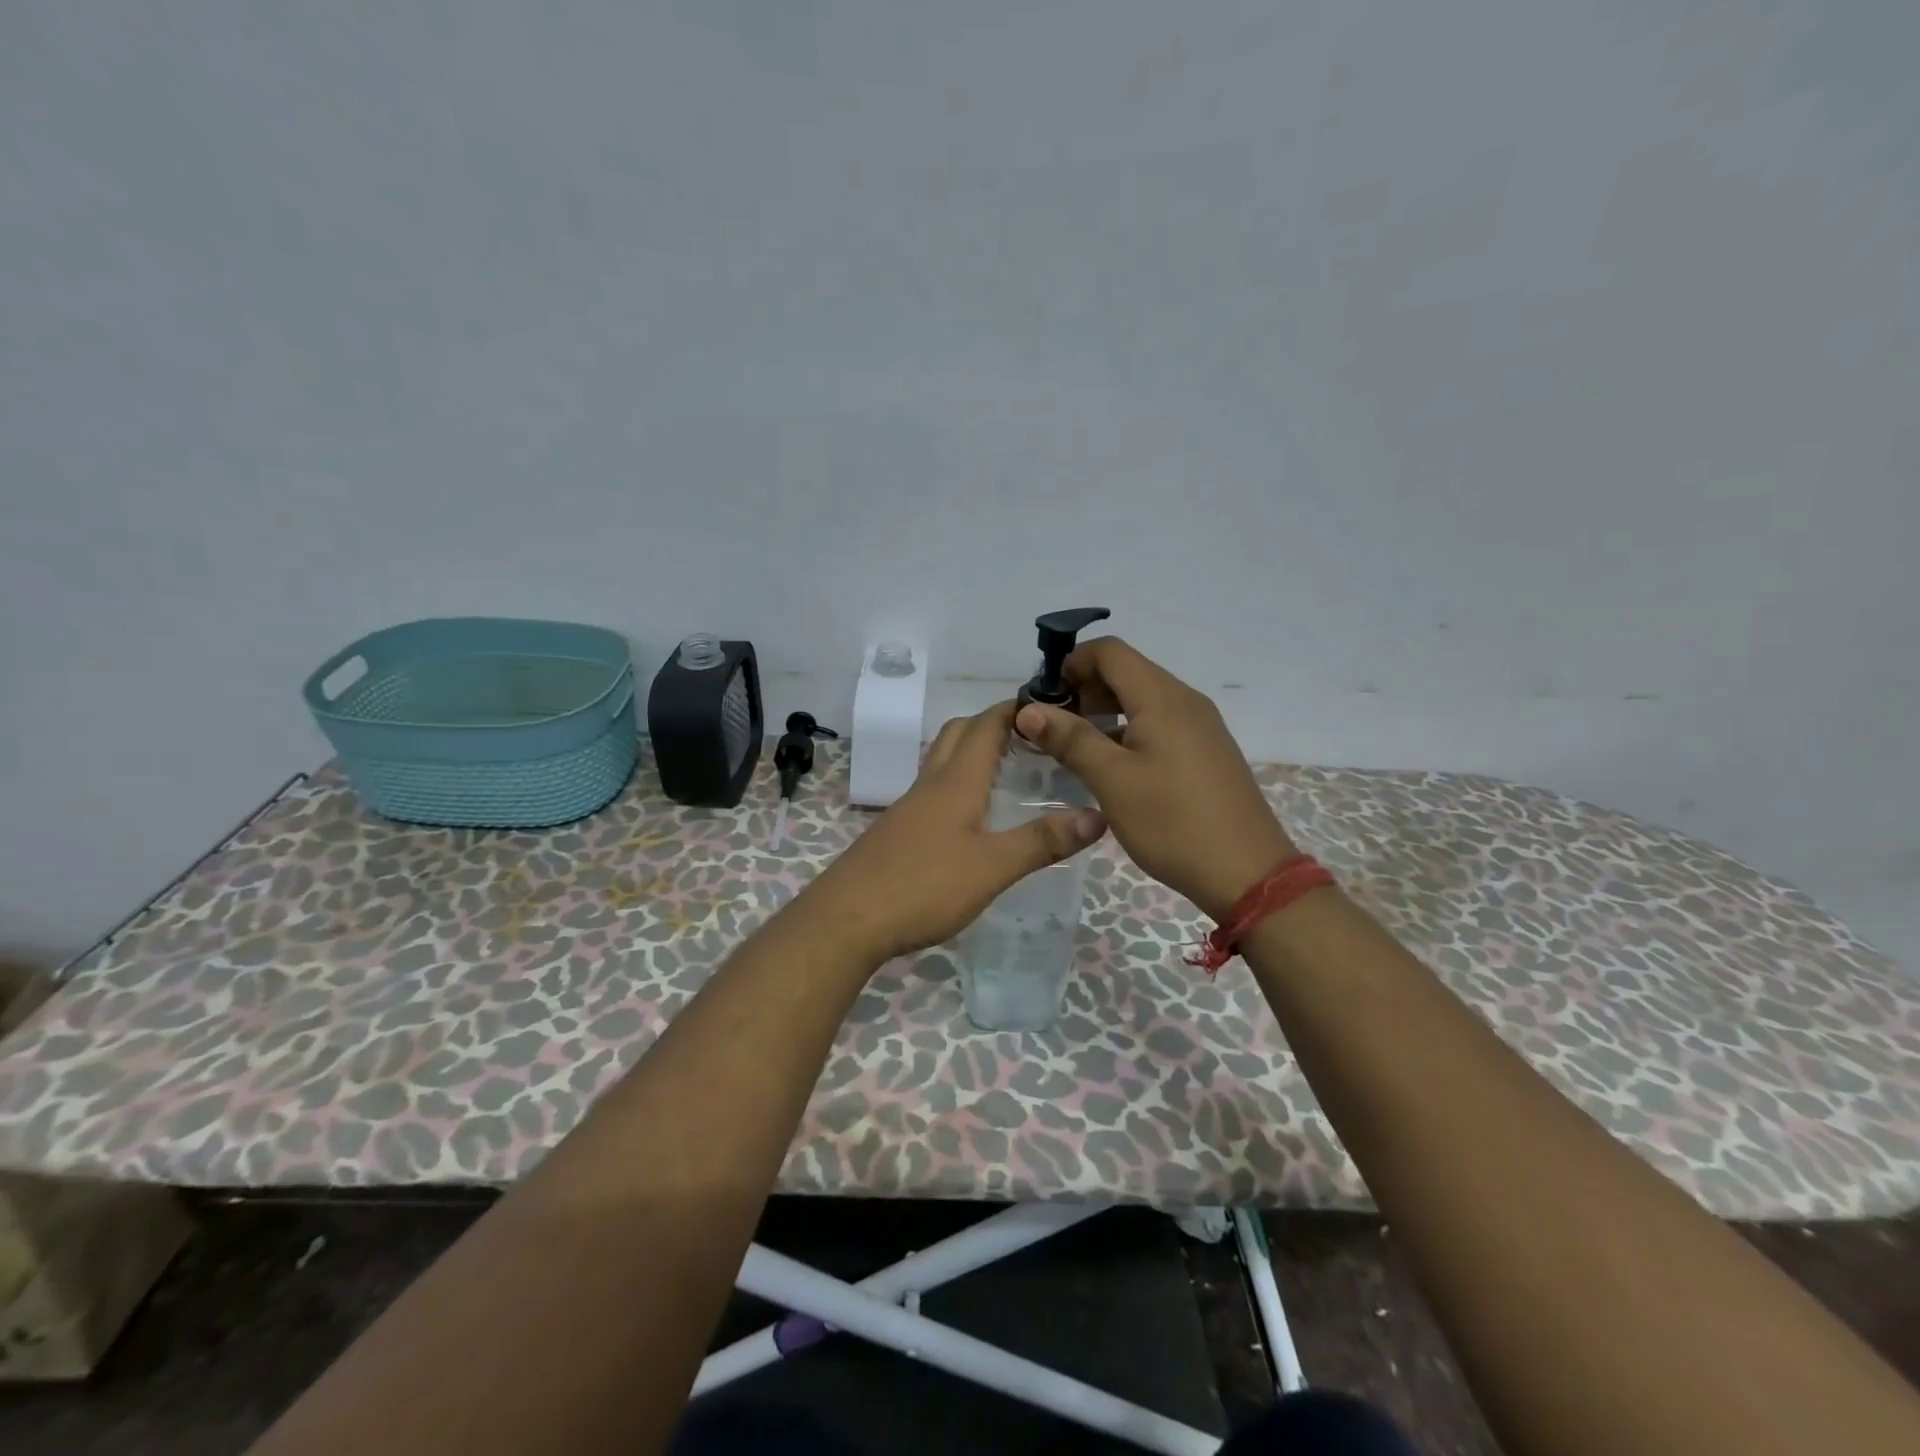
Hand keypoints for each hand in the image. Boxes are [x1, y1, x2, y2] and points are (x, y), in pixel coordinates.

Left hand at [803, 702, 1107, 962]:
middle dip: (993, 724)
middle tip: (1032, 739)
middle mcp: (931, 783)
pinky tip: (973, 816)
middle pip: (959, 733)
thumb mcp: (992, 867)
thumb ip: (1043, 841)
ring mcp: (910, 807)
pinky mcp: (898, 831)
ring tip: (1009, 770)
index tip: (1050, 707)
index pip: (987, 725)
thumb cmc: (924, 886)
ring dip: (974, 752)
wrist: (847, 919)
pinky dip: (959, 783)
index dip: (1016, 709)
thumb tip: (1098, 816)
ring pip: (943, 761)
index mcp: (957, 781)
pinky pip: (933, 790)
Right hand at [1014, 637, 1295, 920]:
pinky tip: (1110, 767)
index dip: (1071, 664)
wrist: (1247, 874)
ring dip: (1104, 713)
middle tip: (1053, 728)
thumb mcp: (1112, 781)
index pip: (1110, 651)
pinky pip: (1159, 724)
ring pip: (1142, 700)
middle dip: (1084, 689)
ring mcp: (1200, 726)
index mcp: (1162, 698)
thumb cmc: (1173, 822)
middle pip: (1126, 672)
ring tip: (1074, 750)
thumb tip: (1029, 710)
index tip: (1043, 699)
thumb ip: (1070, 739)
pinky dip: (1127, 732)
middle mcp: (1185, 701)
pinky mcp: (1205, 751)